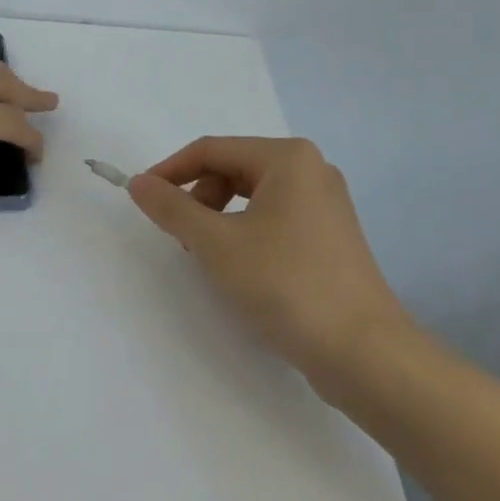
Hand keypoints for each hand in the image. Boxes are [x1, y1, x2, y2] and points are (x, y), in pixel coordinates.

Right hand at [128, 137, 415, 400]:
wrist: (361, 350)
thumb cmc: (285, 284)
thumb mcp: (216, 243)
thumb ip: (172, 208)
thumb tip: (138, 183)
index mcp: (288, 158)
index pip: (211, 150)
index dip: (170, 171)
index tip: (141, 199)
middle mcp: (312, 170)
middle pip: (234, 168)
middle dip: (198, 197)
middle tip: (183, 238)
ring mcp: (326, 205)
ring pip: (253, 196)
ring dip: (219, 218)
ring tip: (211, 256)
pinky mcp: (330, 237)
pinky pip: (274, 218)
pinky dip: (246, 233)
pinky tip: (242, 268)